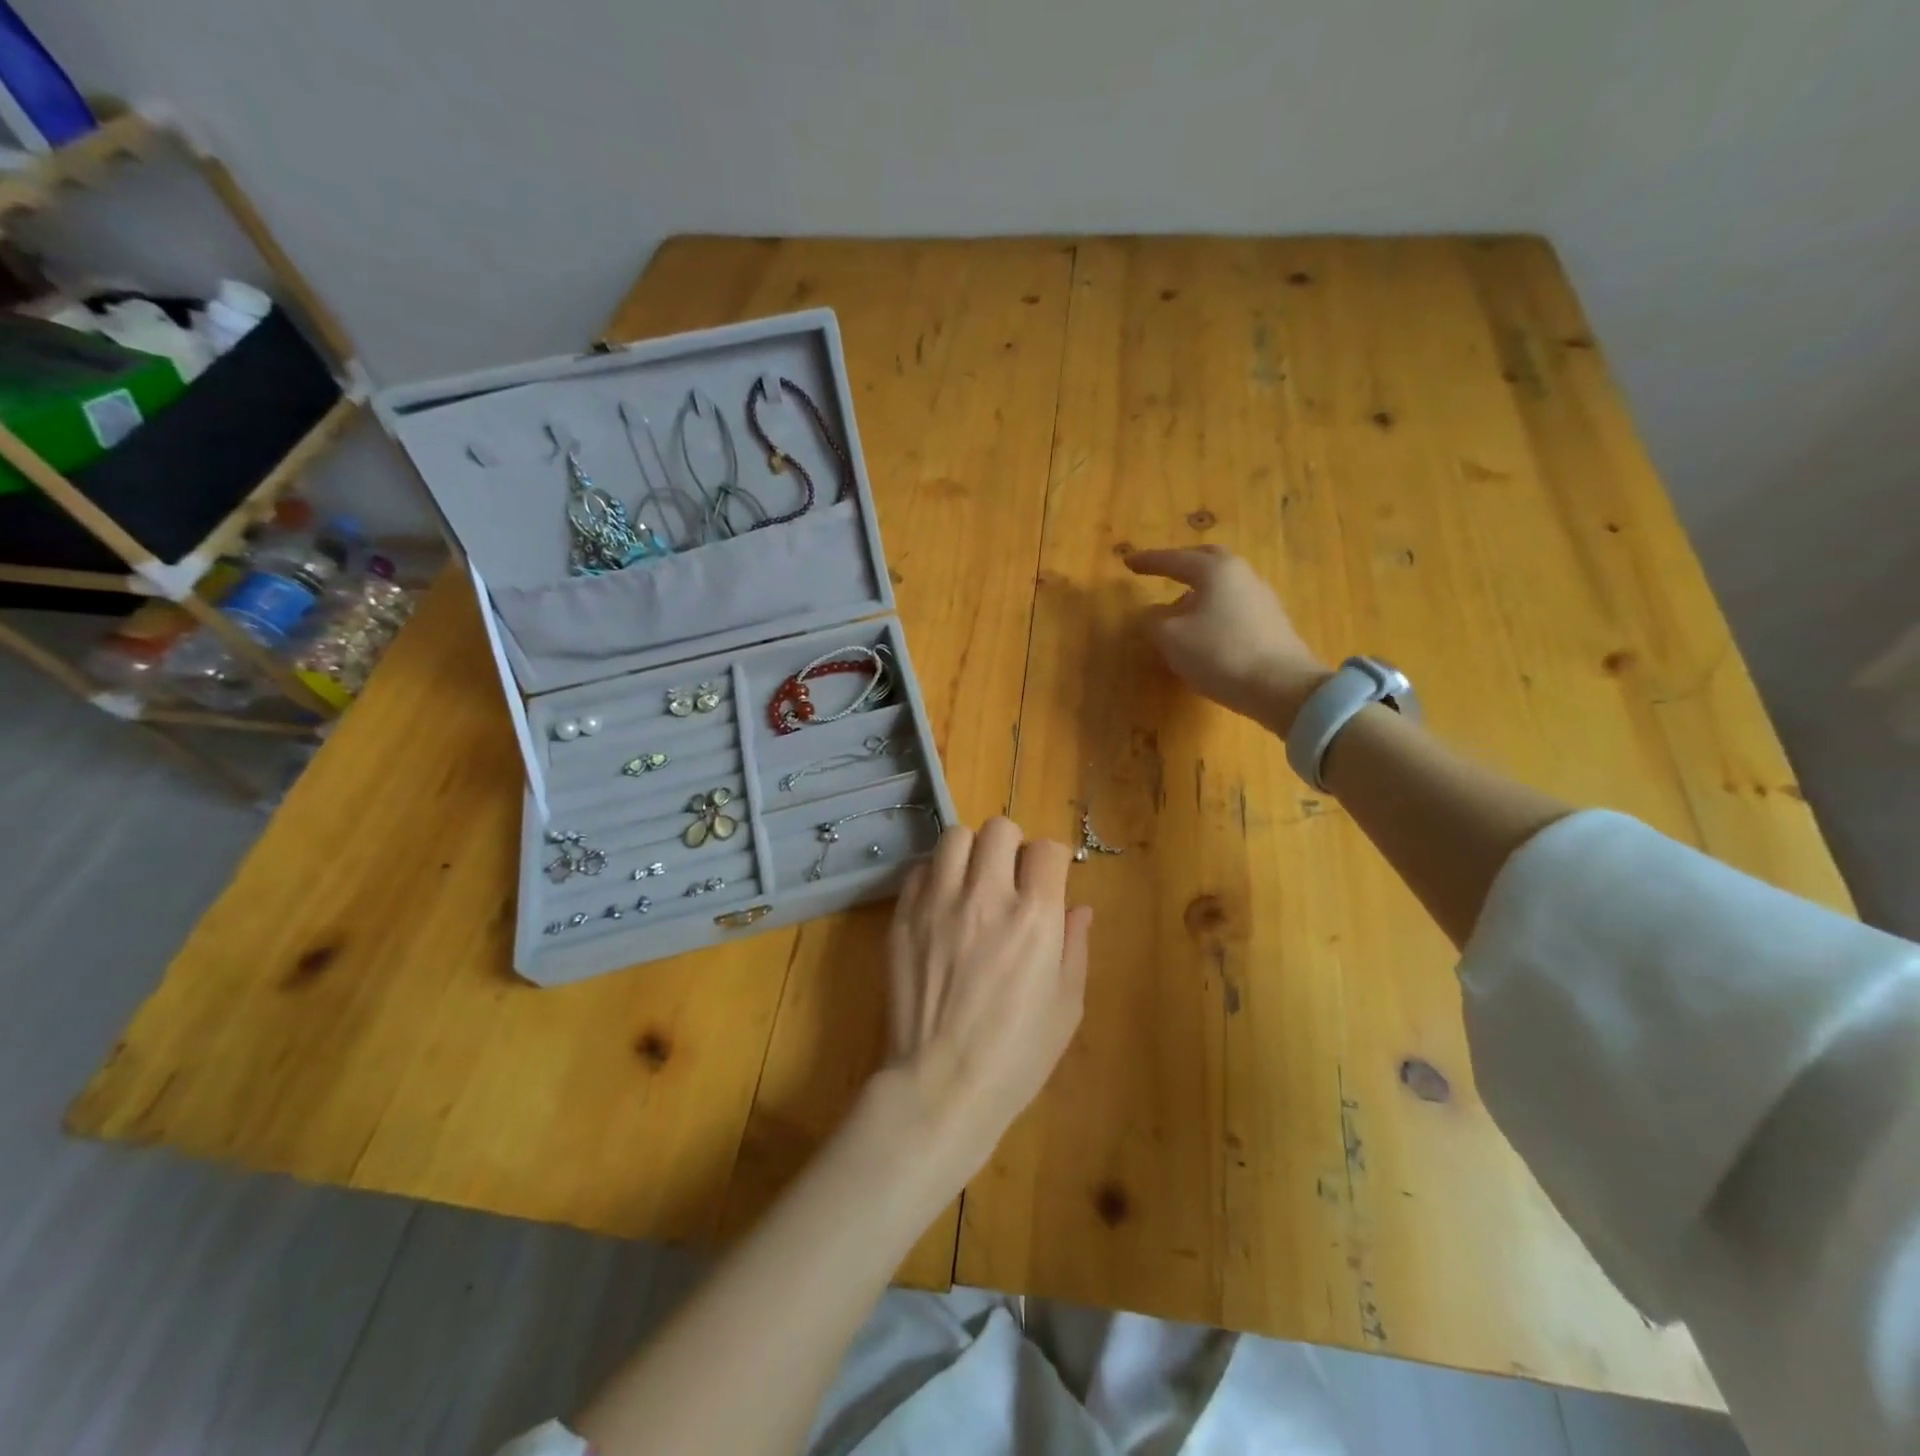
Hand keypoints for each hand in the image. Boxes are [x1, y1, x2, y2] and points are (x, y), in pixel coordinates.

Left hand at [882, 818, 1093, 1187]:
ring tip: (973, 882)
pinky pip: (920, 868)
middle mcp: (985, 896)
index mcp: (1034, 917)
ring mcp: (938, 903)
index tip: (1048, 881)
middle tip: (1010, 878)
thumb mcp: (1066, 1006)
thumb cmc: (1016, 1055)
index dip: (1052, 861)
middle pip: (999, 828)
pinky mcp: (903, 916)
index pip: (1047, 849)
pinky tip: (942, 904)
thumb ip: (1074, 945)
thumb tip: (1079, 907)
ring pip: (955, 837)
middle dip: (1012, 846)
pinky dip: (935, 875)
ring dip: (971, 852)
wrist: (941, 1085)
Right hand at [1126, 546, 1329, 730]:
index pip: (1175, 559)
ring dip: (1197, 592)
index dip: (1149, 562)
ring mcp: (1261, 599)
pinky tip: (1203, 632)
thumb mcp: (1170, 639)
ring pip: (1222, 585)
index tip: (1128, 562)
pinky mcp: (1271, 624)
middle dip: (1182, 565)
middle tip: (1162, 571)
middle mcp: (1242, 575)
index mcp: (1216, 570)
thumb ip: (1153, 621)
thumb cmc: (1219, 654)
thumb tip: (1152, 615)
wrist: (1280, 687)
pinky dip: (1212, 611)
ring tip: (1177, 612)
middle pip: (1208, 561)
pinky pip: (1233, 607)